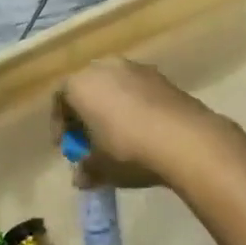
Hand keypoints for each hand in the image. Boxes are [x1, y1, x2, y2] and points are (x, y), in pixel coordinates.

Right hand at [58, 59, 231, 190]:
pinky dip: (135, 106)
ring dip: (112, 108)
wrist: (185, 138)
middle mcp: (105, 68)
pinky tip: (144, 130)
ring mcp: (136, 68)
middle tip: (91, 140)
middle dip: (86, 113)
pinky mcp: (161, 76)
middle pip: (88, 88)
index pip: (60, 98)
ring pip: (114, 86)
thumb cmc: (128, 149)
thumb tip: (81, 176)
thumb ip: (87, 169)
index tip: (68, 147)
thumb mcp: (101, 167)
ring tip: (119, 136)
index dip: (60, 124)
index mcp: (81, 84)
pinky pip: (138, 90)